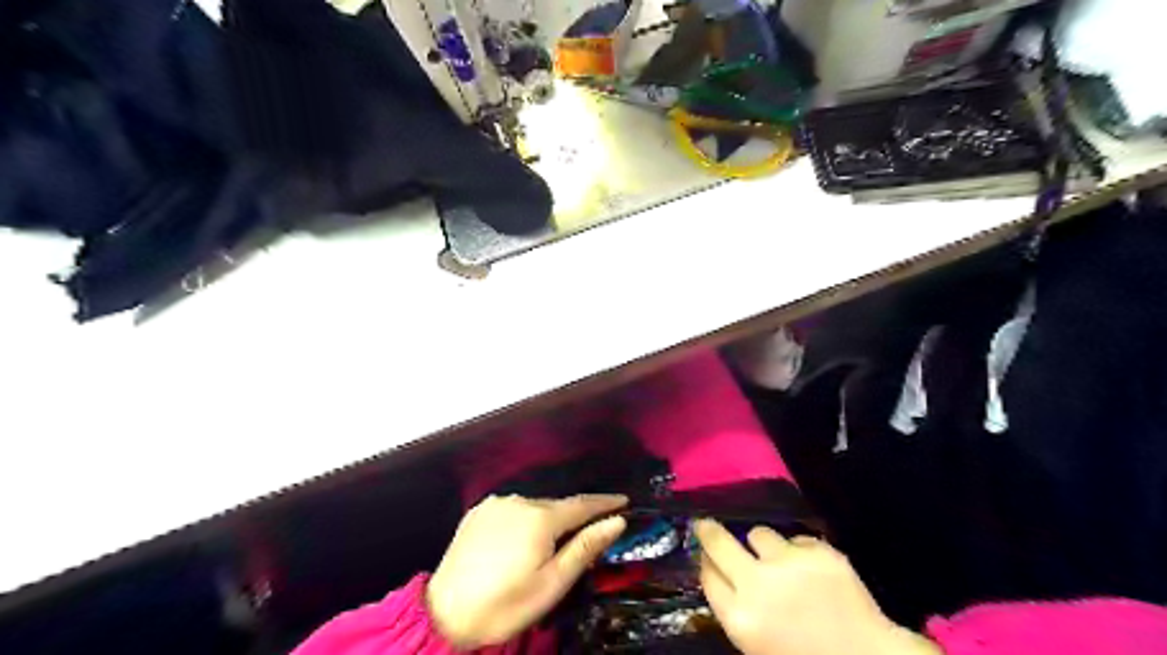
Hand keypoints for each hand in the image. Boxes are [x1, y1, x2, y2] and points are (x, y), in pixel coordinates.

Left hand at [427, 495, 628, 647]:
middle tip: (586, 536)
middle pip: (557, 506)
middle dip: (574, 517)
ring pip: (533, 506)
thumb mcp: (552, 583)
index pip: (582, 504)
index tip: (623, 501)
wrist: (445, 615)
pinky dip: (523, 519)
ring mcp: (496, 503)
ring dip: (546, 519)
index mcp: (540, 518)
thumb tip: (616, 521)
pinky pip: (512, 509)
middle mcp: (519, 501)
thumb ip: (585, 547)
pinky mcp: (478, 510)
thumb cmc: (506, 605)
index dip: (605, 503)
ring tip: (548, 546)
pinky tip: (519, 540)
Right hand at [696, 522, 941, 654]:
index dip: (705, 561)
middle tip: (706, 524)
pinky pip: (796, 539)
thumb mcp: (757, 644)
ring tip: (779, 560)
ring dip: (763, 545)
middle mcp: (758, 584)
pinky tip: (813, 570)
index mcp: (740, 618)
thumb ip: (737, 609)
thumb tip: (720, 572)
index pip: (707, 575)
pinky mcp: (818, 551)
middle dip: (709, 530)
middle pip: (719, 542)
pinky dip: (800, 551)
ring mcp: (789, 564)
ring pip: (759, 533)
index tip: (704, 553)